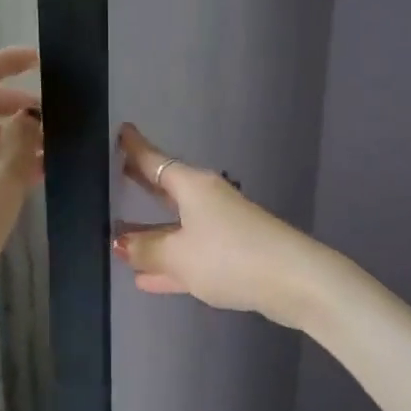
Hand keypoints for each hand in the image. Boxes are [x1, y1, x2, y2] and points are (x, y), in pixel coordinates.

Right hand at [112, 123, 329, 322]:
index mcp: (193, 187)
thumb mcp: (179, 255)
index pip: (156, 161)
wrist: (292, 280)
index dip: (136, 149)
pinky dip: (168, 262)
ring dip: (151, 232)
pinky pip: (189, 254)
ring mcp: (222, 228)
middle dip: (143, 185)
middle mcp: (207, 200)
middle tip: (117, 173)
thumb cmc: (229, 256)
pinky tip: (145, 278)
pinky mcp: (232, 256)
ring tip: (118, 236)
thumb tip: (122, 244)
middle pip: (168, 189)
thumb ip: (148, 250)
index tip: (122, 131)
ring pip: (177, 226)